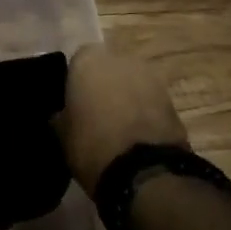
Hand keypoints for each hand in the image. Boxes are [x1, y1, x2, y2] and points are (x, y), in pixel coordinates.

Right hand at [56, 43, 188, 192]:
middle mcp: (120, 57)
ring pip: (129, 83)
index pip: (75, 63)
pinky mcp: (171, 97)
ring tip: (116, 128)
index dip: (73, 85)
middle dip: (102, 87)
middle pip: (106, 69)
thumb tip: (60, 113)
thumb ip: (59, 115)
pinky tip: (134, 135)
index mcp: (88, 59)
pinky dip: (142, 112)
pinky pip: (148, 100)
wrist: (145, 172)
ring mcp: (150, 75)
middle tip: (94, 115)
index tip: (72, 107)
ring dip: (124, 98)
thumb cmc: (92, 146)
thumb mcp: (61, 134)